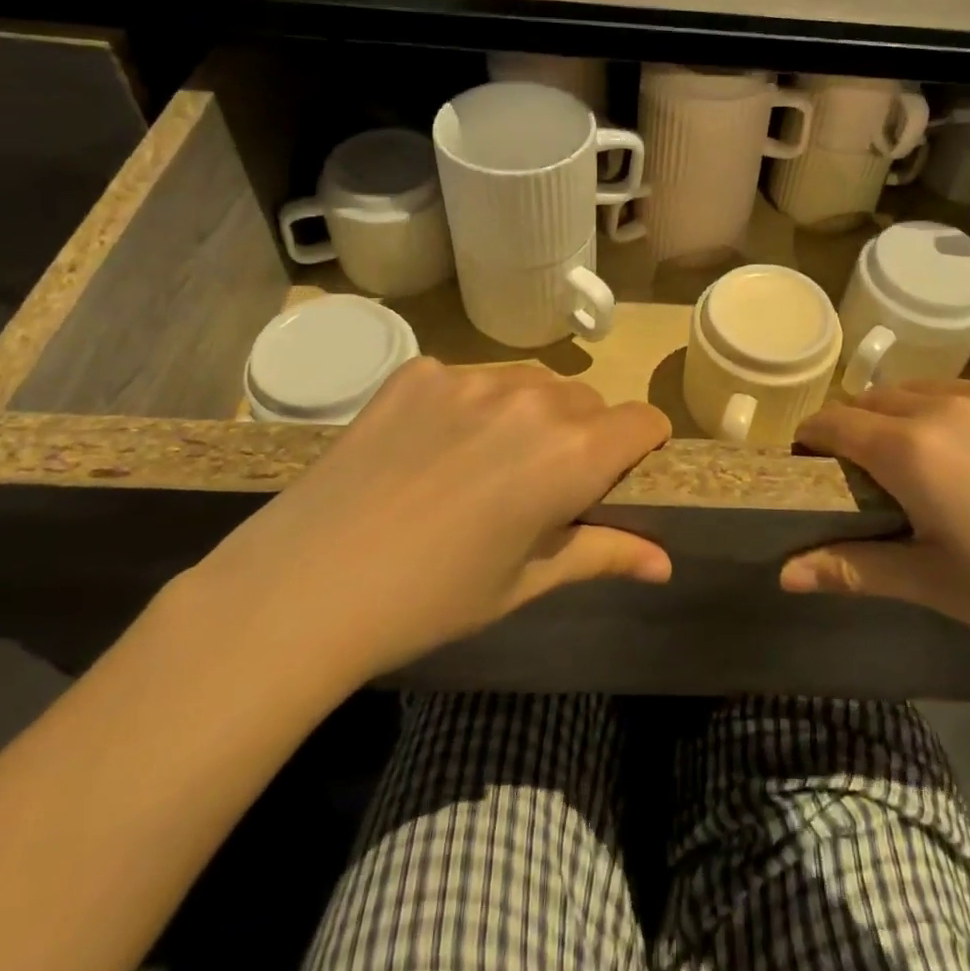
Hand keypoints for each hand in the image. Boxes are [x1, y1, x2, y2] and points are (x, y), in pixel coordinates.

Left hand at [182, 359, 671, 687]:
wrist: (305, 586)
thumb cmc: (432, 599)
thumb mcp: (525, 582)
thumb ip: (604, 555)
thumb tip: (664, 564)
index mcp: (572, 455)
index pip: (643, 422)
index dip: (641, 447)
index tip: (619, 474)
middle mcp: (533, 400)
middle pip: (588, 400)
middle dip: (584, 434)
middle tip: (541, 484)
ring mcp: (471, 377)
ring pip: (532, 382)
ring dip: (531, 414)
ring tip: (484, 464)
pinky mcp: (419, 371)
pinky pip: (468, 378)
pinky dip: (468, 406)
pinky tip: (429, 450)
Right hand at [781, 378, 969, 685]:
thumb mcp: (937, 586)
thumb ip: (854, 569)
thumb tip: (784, 575)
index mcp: (915, 450)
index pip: (837, 421)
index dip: (815, 438)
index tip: (814, 461)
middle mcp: (954, 403)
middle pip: (882, 399)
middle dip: (866, 427)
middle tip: (882, 475)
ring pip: (938, 391)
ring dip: (922, 417)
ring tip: (948, 465)